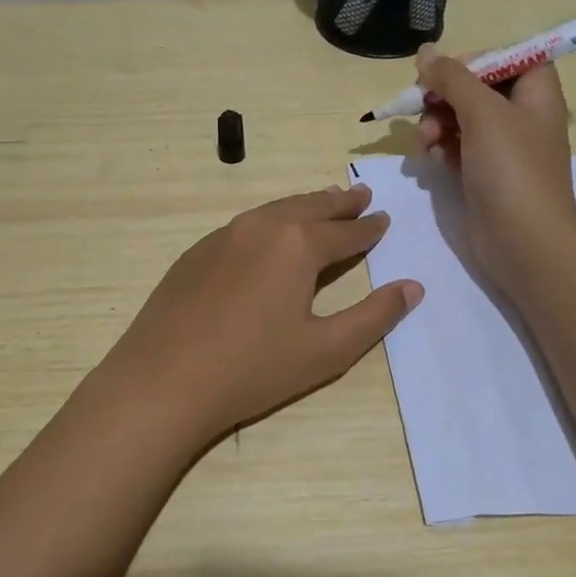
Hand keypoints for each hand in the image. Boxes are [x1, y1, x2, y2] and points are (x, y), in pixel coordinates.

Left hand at [97, 183, 422, 448]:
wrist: (162, 381)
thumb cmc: (253, 368)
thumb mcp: (327, 350)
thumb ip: (375, 316)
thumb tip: (413, 287)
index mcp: (298, 244)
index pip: (345, 231)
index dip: (368, 228)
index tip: (383, 219)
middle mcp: (261, 227)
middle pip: (310, 208)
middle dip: (339, 203)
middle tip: (360, 195)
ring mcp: (223, 236)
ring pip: (274, 210)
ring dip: (304, 206)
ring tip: (322, 202)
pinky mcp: (196, 253)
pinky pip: (244, 225)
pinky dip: (269, 220)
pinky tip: (268, 233)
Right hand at [414, 46, 575, 296]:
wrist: (524, 243)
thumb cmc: (512, 170)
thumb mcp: (482, 113)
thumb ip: (452, 78)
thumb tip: (425, 52)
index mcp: (536, 94)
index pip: (509, 57)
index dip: (477, 59)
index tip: (446, 72)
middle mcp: (522, 116)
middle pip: (478, 87)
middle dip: (445, 96)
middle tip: (422, 106)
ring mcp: (503, 148)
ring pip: (461, 118)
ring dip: (436, 124)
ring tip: (425, 141)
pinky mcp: (485, 174)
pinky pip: (457, 147)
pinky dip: (441, 148)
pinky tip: (431, 160)